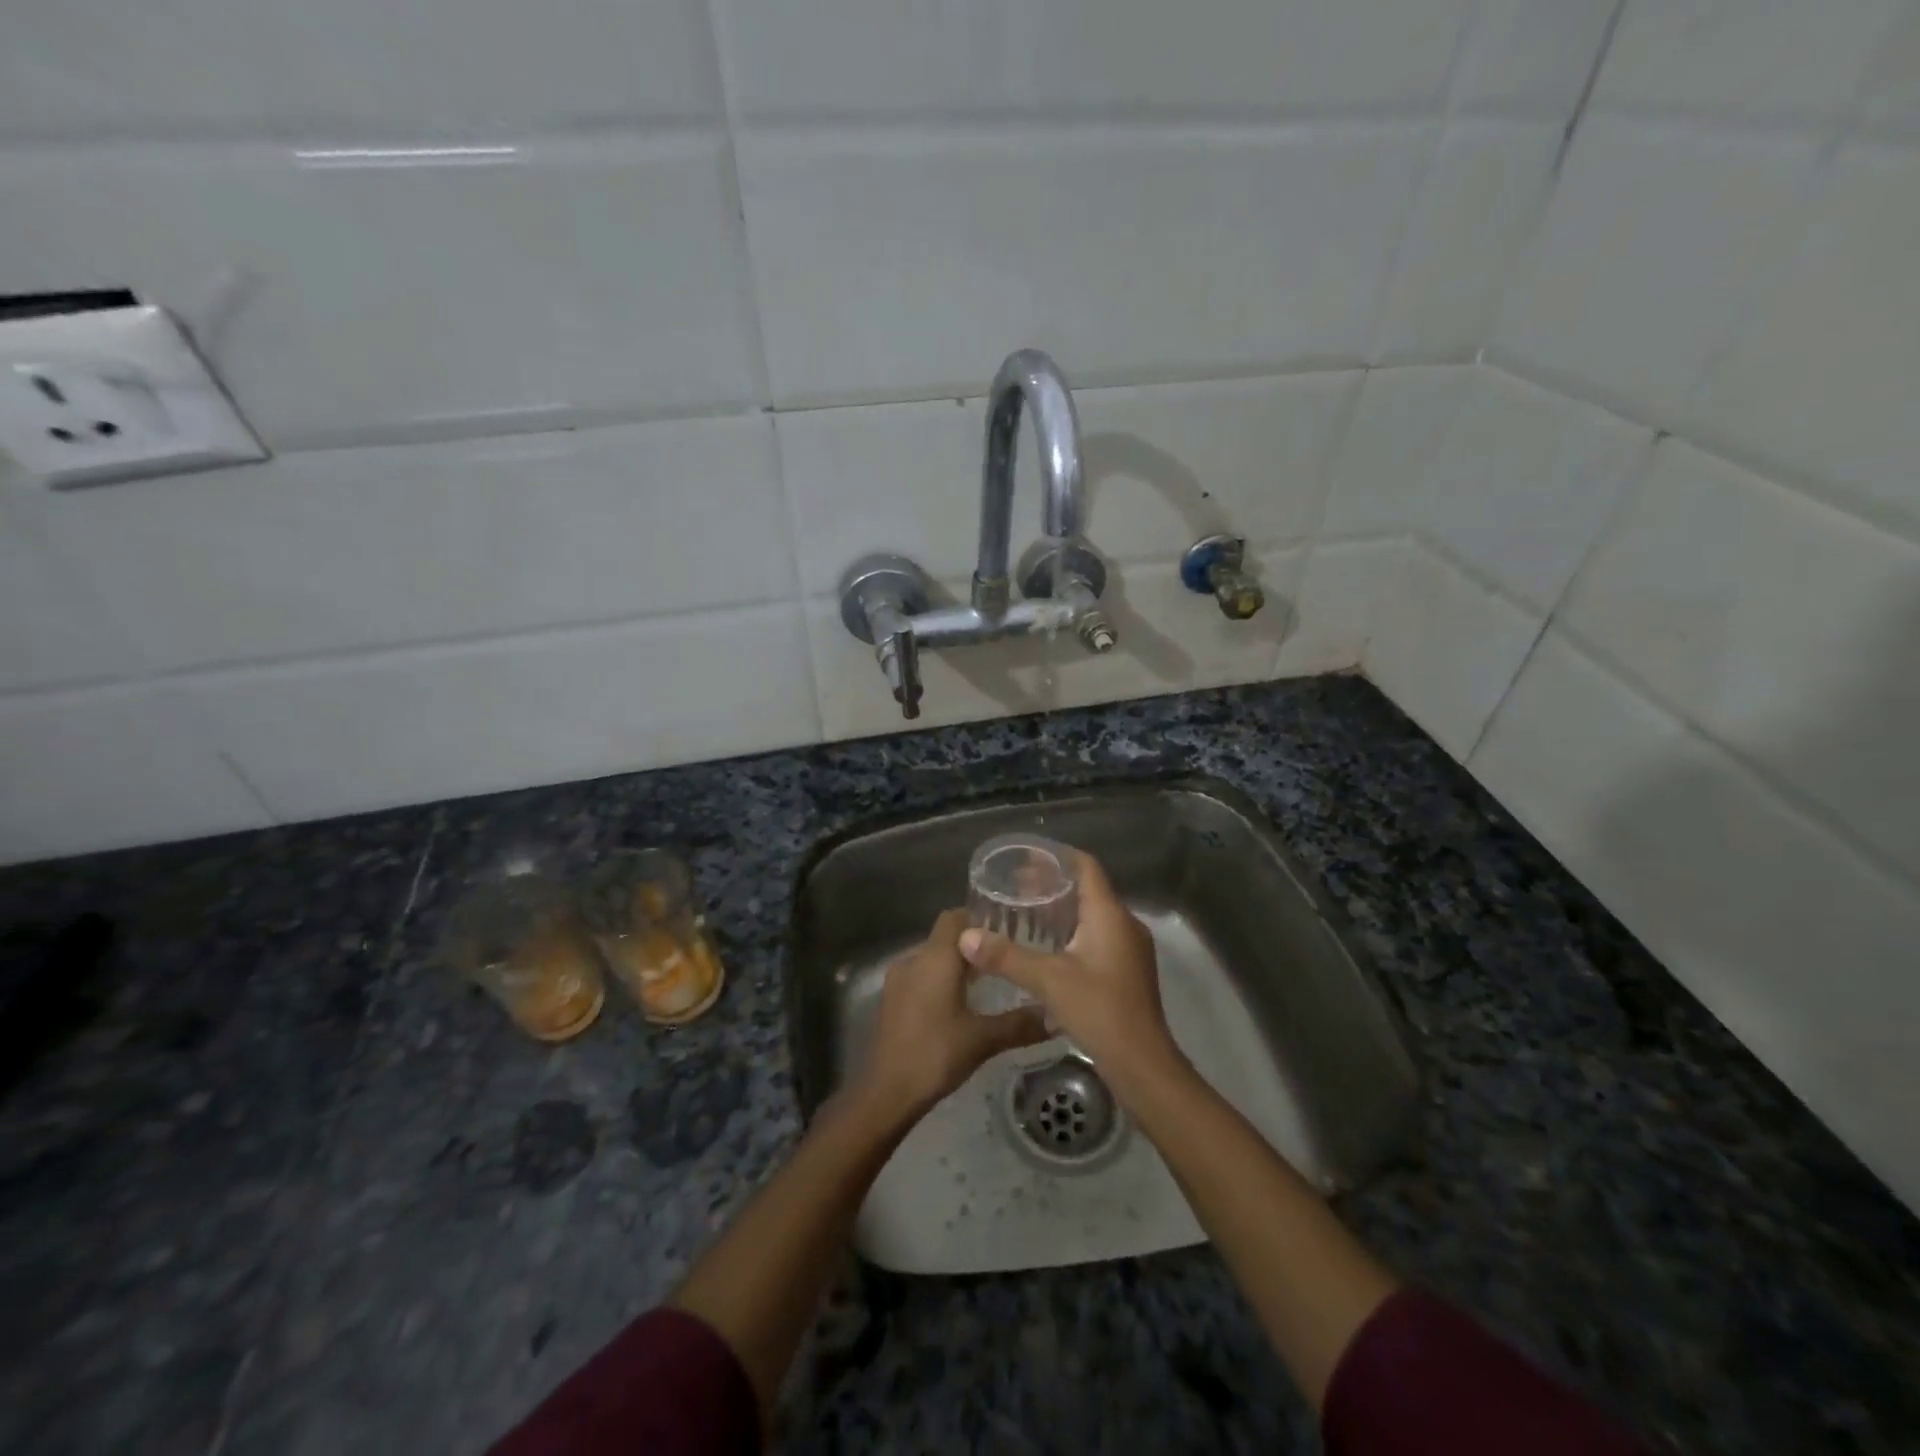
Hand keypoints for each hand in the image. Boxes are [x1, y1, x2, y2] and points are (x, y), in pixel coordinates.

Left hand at [856, 909, 1049, 1115]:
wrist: (887, 1092)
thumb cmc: (936, 1054)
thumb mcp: (984, 1039)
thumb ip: (1020, 1023)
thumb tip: (1057, 1015)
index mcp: (935, 958)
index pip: (956, 917)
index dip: (980, 919)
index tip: (1008, 931)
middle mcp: (913, 959)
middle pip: (945, 937)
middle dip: (974, 945)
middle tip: (1006, 959)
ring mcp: (898, 980)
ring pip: (932, 958)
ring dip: (956, 965)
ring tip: (989, 983)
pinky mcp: (892, 1000)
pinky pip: (920, 977)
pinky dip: (940, 981)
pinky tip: (961, 1005)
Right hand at [957, 852, 1181, 1093]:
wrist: (1143, 1064)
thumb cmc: (1099, 1010)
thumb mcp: (1048, 980)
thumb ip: (1006, 956)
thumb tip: (966, 937)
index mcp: (1110, 914)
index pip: (1085, 866)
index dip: (1057, 857)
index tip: (1025, 858)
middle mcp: (1124, 924)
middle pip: (1088, 890)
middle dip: (1052, 885)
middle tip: (1015, 887)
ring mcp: (1129, 949)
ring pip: (1093, 916)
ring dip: (1062, 911)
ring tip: (1025, 913)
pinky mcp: (1127, 971)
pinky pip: (1097, 937)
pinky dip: (1072, 933)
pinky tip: (1047, 948)